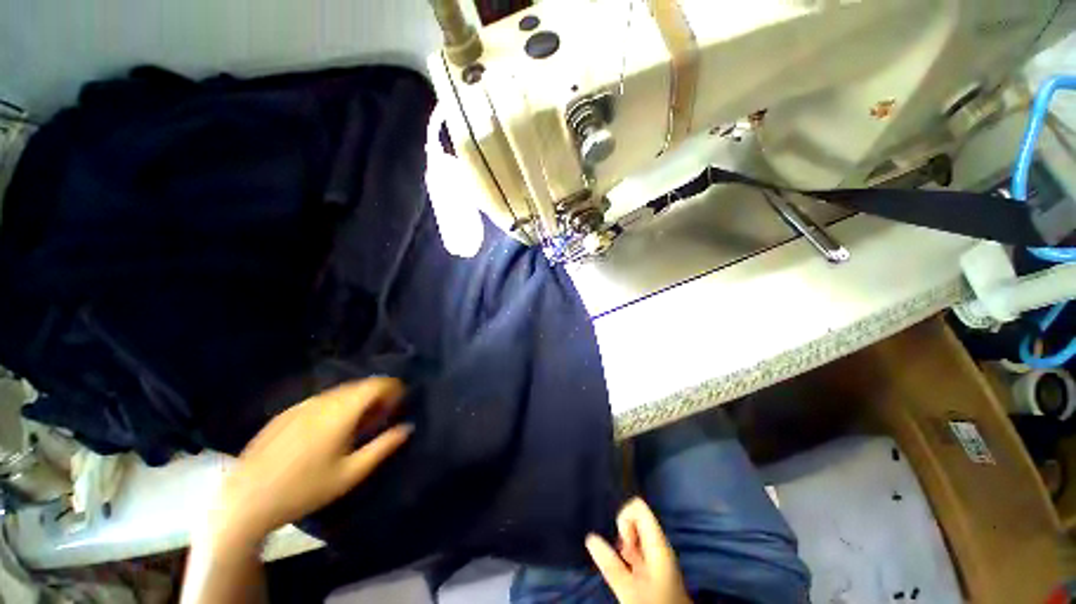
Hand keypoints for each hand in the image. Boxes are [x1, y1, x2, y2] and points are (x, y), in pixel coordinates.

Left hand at [208, 378, 412, 547]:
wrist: (245, 502)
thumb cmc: (305, 490)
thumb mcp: (351, 473)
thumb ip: (383, 446)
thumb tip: (407, 427)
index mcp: (340, 412)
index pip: (376, 384)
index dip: (393, 388)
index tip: (399, 403)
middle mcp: (322, 401)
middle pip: (359, 385)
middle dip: (376, 395)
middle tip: (382, 416)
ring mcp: (300, 405)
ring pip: (340, 392)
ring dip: (356, 400)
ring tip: (358, 424)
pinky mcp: (285, 414)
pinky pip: (321, 400)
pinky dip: (336, 406)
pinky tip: (329, 430)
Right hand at [586, 498, 691, 603]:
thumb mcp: (629, 587)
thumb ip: (610, 563)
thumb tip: (590, 538)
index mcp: (657, 542)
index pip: (638, 507)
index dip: (624, 517)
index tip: (623, 542)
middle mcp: (658, 544)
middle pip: (636, 520)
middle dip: (622, 534)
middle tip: (623, 556)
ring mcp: (657, 555)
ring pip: (635, 535)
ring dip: (624, 546)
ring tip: (624, 566)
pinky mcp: (655, 567)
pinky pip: (638, 548)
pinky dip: (628, 555)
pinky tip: (627, 572)